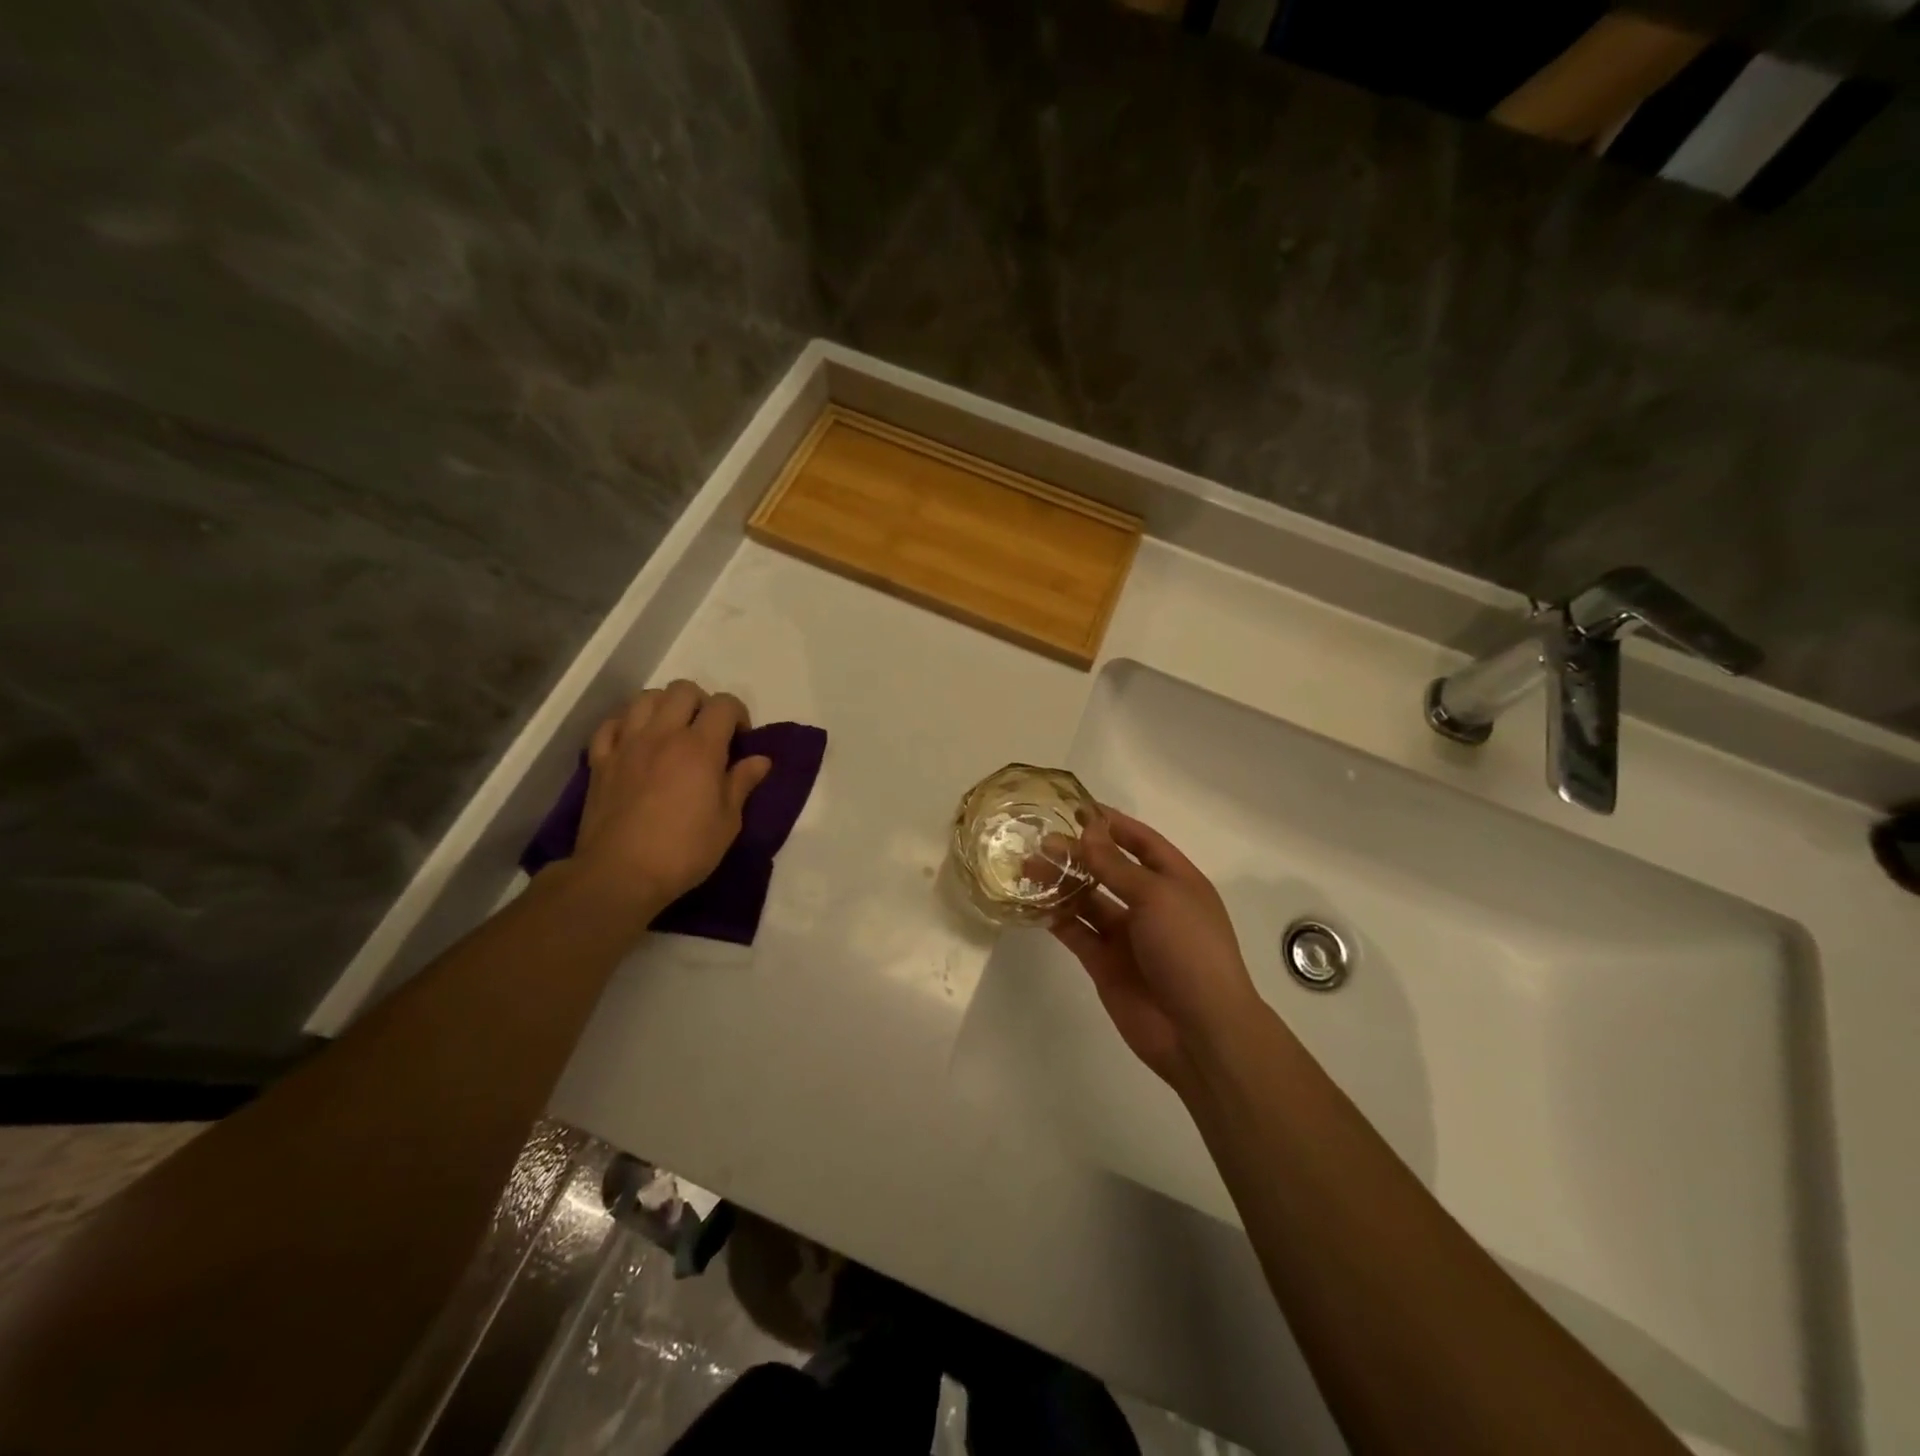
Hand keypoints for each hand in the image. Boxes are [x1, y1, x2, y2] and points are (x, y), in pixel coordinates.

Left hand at [569, 680, 772, 913]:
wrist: (620, 874)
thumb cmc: (684, 851)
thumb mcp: (728, 822)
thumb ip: (742, 783)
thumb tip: (760, 760)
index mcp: (700, 747)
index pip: (724, 704)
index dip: (738, 714)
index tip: (740, 740)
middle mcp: (663, 734)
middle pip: (683, 690)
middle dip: (702, 703)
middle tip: (707, 732)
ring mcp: (627, 744)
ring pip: (645, 698)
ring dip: (664, 706)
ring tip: (671, 731)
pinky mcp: (600, 761)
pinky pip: (611, 724)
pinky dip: (626, 724)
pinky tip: (635, 741)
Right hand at [1049, 808, 1261, 1093]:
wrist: (1199, 1031)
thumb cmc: (1188, 950)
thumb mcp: (1156, 897)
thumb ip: (1116, 865)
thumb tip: (1087, 831)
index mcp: (1175, 881)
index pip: (1142, 841)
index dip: (1111, 823)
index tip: (1075, 807)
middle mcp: (1151, 904)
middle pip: (1109, 869)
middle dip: (1078, 853)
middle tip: (1040, 840)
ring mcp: (1127, 935)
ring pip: (1088, 900)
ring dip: (1061, 883)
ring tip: (1027, 866)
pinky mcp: (1104, 963)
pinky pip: (1077, 932)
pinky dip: (1056, 917)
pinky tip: (1032, 902)